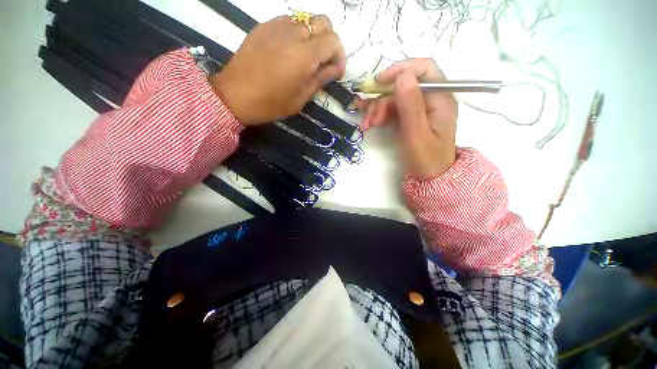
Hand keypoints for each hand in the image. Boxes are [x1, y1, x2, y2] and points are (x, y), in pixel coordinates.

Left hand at [210, 15, 345, 124]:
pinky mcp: (264, 26)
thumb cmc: (271, 103)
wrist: (235, 95)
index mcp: (304, 55)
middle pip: (324, 22)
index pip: (334, 41)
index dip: (340, 56)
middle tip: (324, 61)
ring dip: (314, 36)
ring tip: (307, 56)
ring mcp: (277, 26)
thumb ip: (320, 79)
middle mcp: (293, 33)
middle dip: (330, 41)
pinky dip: (297, 33)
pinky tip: (291, 50)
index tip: (336, 71)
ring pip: (307, 19)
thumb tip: (335, 68)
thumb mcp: (301, 98)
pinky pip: (289, 21)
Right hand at [357, 59, 457, 179]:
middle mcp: (431, 99)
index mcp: (440, 98)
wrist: (430, 176)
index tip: (379, 82)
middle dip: (383, 99)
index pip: (424, 69)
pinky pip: (393, 109)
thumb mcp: (417, 134)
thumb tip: (403, 75)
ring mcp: (420, 108)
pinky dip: (380, 114)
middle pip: (404, 86)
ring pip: (395, 98)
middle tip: (370, 118)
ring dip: (378, 108)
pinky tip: (370, 122)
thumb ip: (411, 105)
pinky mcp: (411, 117)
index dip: (401, 70)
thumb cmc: (426, 158)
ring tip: (367, 124)